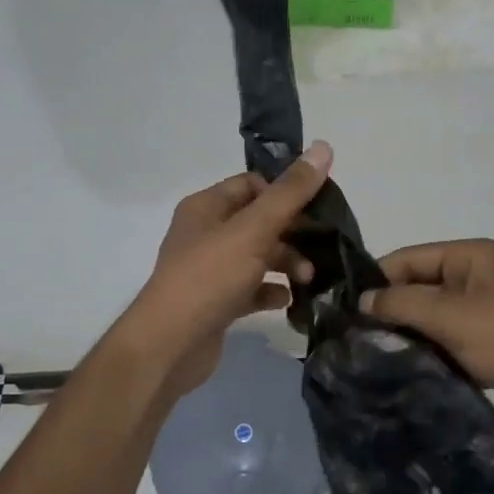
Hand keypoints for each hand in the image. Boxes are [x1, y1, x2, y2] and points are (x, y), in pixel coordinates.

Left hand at [124, 143, 332, 401]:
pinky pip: (251, 288)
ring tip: (308, 279)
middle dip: (292, 232)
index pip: (252, 184)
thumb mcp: (254, 229)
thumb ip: (290, 192)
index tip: (316, 209)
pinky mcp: (217, 302)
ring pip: (258, 256)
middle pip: (259, 221)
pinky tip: (288, 301)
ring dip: (286, 263)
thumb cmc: (209, 277)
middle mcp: (205, 233)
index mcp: (207, 206)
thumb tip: (324, 147)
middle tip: (321, 247)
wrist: (169, 346)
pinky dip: (271, 291)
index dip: (284, 192)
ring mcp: (210, 270)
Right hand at [361, 239, 493, 437]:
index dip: (377, 281)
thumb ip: (403, 304)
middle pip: (418, 286)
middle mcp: (476, 277)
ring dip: (407, 334)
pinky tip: (402, 371)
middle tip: (352, 340)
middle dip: (390, 310)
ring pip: (431, 317)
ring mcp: (484, 312)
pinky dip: (427, 352)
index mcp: (470, 256)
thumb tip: (363, 299)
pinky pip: (447, 341)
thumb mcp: (452, 316)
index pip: (408, 258)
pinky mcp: (489, 345)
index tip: (344, 311)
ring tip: (370, 357)